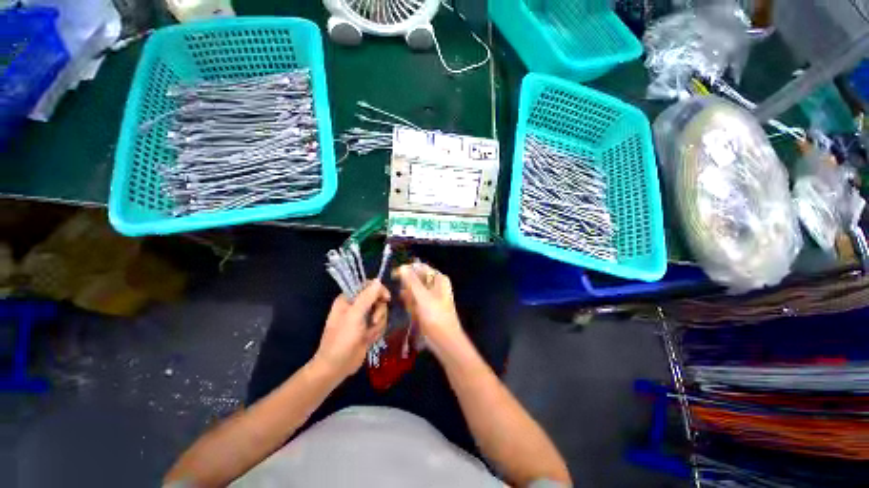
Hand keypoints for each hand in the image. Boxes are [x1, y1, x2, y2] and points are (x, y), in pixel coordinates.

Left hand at [314, 281, 389, 379]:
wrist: (337, 367)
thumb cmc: (342, 339)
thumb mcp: (354, 316)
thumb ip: (367, 297)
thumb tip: (378, 280)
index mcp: (348, 298)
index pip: (368, 285)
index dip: (379, 290)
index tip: (386, 298)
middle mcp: (356, 305)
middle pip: (378, 299)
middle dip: (379, 311)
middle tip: (374, 321)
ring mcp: (363, 318)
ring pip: (381, 312)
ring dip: (378, 324)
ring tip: (368, 334)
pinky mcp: (368, 329)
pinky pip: (381, 324)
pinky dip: (377, 332)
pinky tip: (369, 339)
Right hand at [396, 263, 465, 356]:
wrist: (445, 341)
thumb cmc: (436, 316)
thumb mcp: (423, 297)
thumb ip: (412, 281)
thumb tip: (402, 266)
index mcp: (438, 279)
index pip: (420, 267)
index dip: (407, 270)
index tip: (393, 275)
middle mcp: (435, 285)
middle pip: (416, 280)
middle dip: (409, 289)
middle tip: (408, 299)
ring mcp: (431, 297)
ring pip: (414, 292)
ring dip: (410, 300)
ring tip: (414, 310)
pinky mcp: (427, 307)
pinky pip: (415, 302)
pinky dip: (412, 307)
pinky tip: (414, 315)